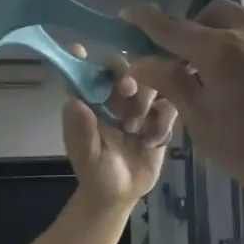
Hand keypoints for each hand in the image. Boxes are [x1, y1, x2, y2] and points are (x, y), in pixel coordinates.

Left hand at [61, 50, 177, 206]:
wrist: (122, 194)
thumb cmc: (96, 173)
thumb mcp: (87, 157)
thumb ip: (81, 132)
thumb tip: (73, 102)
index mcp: (90, 101)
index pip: (85, 73)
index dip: (81, 59)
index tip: (79, 48)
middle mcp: (113, 97)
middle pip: (124, 69)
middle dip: (128, 76)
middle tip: (127, 91)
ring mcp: (139, 105)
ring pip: (150, 82)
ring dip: (145, 101)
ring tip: (135, 130)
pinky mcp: (160, 117)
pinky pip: (169, 105)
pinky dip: (162, 121)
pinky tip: (151, 141)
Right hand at [122, 1, 243, 207]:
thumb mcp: (204, 125)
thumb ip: (173, 86)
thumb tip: (143, 61)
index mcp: (221, 51)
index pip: (171, 27)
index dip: (145, 20)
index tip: (128, 14)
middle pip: (215, 14)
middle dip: (194, 28)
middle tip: (188, 60)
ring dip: (231, 42)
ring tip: (234, 81)